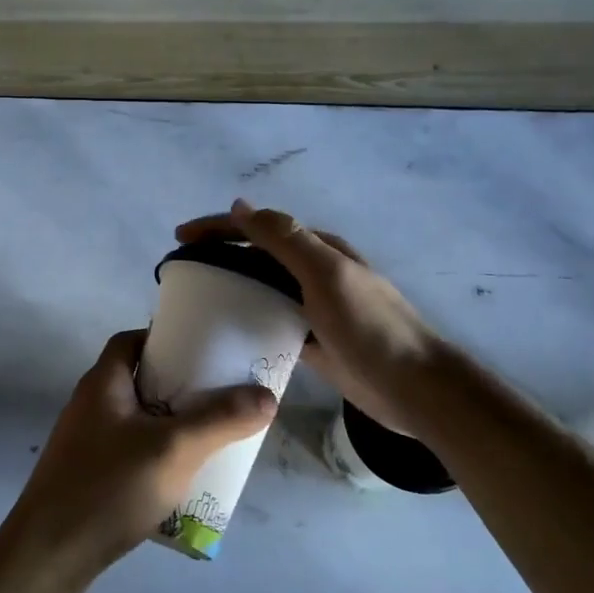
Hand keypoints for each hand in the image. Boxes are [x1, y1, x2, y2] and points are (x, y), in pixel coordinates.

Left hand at [7, 329, 274, 576]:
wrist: (50, 553)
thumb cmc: (110, 487)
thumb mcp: (174, 449)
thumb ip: (220, 420)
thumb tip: (266, 395)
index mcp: (103, 383)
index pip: (131, 341)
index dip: (164, 339)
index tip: (203, 352)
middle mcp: (91, 404)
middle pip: (139, 380)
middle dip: (178, 386)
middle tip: (219, 397)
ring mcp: (85, 442)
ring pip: (137, 419)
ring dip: (170, 423)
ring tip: (210, 436)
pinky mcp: (87, 474)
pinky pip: (129, 450)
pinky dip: (156, 453)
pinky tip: (180, 478)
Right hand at [176, 199, 440, 436]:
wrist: (413, 386)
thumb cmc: (369, 326)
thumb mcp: (326, 273)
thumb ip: (285, 239)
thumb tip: (240, 205)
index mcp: (318, 250)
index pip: (259, 228)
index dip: (218, 228)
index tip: (180, 238)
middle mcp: (314, 273)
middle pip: (257, 256)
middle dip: (219, 254)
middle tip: (182, 269)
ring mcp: (314, 308)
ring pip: (262, 288)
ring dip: (231, 286)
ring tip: (196, 299)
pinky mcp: (312, 340)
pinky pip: (271, 322)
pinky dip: (247, 321)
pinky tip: (225, 334)